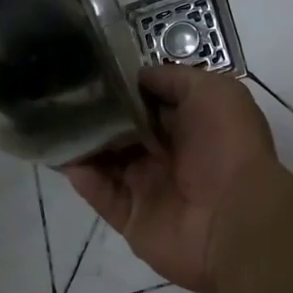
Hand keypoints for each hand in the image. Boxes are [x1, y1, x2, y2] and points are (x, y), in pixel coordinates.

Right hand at [63, 66, 284, 292]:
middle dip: (98, 115)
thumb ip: (173, 79)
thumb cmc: (228, 144)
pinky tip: (65, 158)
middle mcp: (167, 154)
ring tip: (55, 122)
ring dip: (84, 144)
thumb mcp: (213, 91)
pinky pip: (102, 196)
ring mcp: (149, 188)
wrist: (236, 216)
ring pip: (107, 163)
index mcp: (189, 124)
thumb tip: (138, 77)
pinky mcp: (133, 219)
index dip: (123, 89)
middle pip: (122, 131)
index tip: (92, 72)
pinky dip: (84, 178)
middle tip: (64, 96)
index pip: (147, 103)